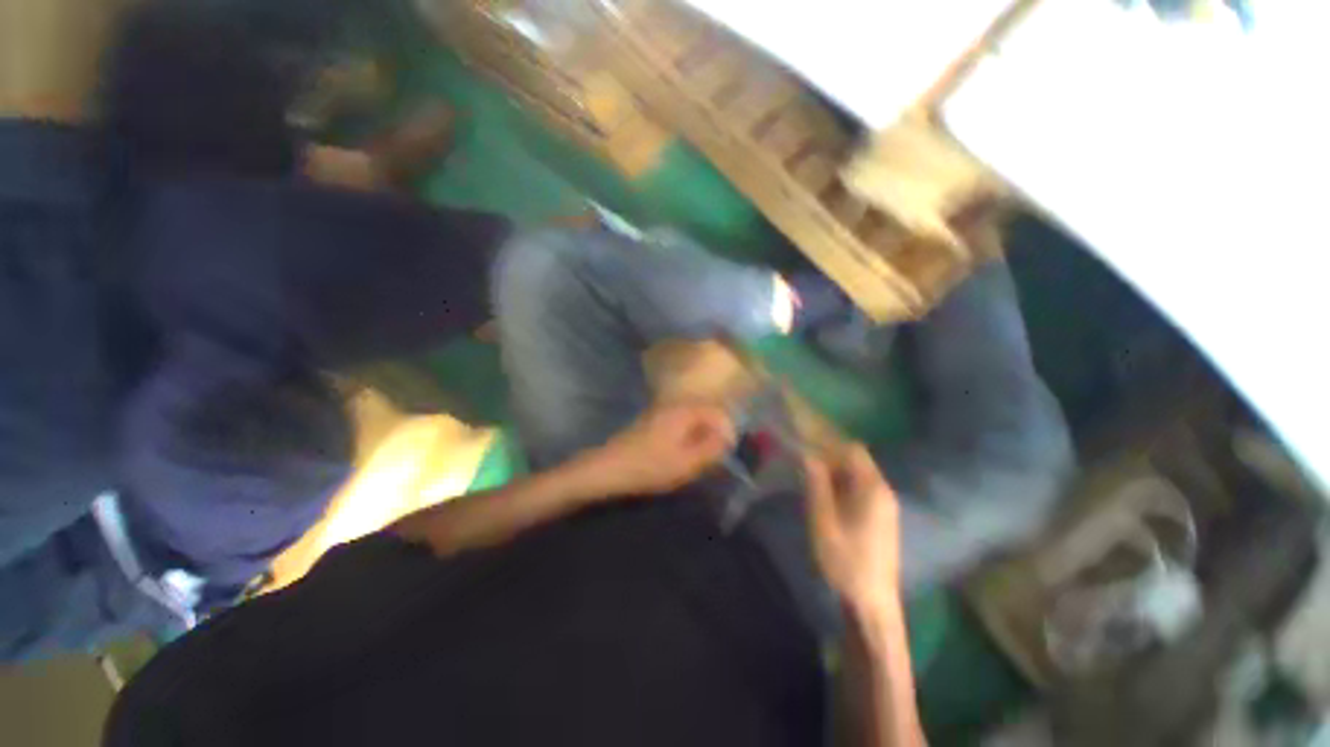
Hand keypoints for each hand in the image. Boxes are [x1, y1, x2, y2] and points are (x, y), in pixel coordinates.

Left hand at [579, 403, 734, 497]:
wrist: (609, 468)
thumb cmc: (650, 466)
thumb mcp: (687, 462)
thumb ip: (712, 449)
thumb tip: (727, 439)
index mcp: (685, 411)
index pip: (717, 412)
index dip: (728, 431)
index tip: (728, 452)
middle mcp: (674, 405)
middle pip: (705, 413)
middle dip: (714, 434)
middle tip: (715, 457)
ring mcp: (661, 412)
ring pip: (692, 420)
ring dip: (701, 436)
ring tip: (701, 459)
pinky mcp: (652, 422)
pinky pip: (679, 424)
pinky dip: (687, 437)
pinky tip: (682, 455)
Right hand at [804, 444, 900, 606]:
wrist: (872, 603)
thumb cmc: (845, 560)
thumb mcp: (823, 519)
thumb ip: (816, 484)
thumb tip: (809, 454)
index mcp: (872, 488)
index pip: (854, 450)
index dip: (829, 443)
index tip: (806, 442)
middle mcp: (884, 491)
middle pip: (858, 461)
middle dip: (831, 456)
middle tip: (804, 459)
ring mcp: (886, 506)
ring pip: (859, 475)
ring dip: (836, 471)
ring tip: (810, 474)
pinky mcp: (883, 518)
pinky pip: (862, 489)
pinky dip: (843, 484)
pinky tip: (826, 495)